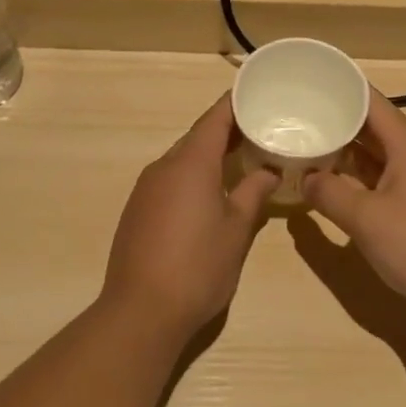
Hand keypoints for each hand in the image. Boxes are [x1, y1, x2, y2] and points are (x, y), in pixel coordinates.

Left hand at [100, 96, 279, 340]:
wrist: (141, 311)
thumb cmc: (198, 267)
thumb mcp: (236, 230)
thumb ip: (253, 194)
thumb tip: (269, 172)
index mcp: (190, 163)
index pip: (215, 119)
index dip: (236, 104)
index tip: (258, 95)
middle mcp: (163, 167)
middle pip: (197, 137)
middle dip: (227, 132)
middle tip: (261, 132)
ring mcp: (145, 189)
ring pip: (182, 159)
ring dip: (209, 156)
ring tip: (241, 161)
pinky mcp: (137, 210)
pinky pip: (169, 180)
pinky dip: (192, 177)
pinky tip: (210, 194)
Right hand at [304, 95, 405, 322]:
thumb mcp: (365, 217)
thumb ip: (330, 193)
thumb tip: (305, 178)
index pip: (373, 103)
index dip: (345, 87)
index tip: (313, 78)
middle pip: (373, 129)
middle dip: (338, 120)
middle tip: (298, 112)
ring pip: (374, 158)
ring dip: (344, 153)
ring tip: (306, 143)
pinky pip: (378, 184)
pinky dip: (354, 181)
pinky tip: (329, 185)